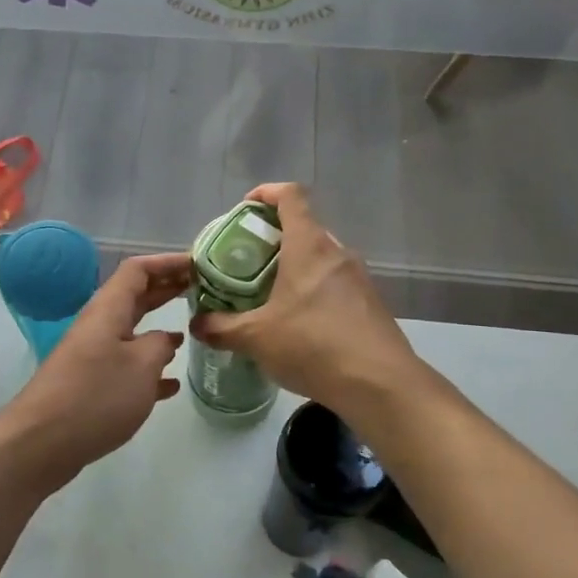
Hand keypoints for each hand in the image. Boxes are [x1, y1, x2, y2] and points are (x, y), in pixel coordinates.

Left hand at [0, 253, 190, 489]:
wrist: (42, 442)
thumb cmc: (96, 396)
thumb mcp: (141, 366)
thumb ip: (160, 345)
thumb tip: (165, 339)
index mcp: (108, 311)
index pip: (138, 270)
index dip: (167, 263)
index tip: (198, 263)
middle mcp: (99, 326)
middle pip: (135, 297)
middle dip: (166, 290)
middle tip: (202, 288)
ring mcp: (93, 356)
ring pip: (132, 332)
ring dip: (160, 328)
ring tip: (192, 329)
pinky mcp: (91, 385)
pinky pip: (126, 366)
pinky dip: (149, 368)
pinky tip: (171, 385)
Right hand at [190, 183, 418, 415]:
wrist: (380, 384)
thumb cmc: (313, 346)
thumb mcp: (256, 338)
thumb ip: (221, 327)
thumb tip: (197, 324)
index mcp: (309, 247)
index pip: (291, 196)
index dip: (266, 193)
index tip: (245, 209)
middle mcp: (337, 253)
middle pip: (303, 228)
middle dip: (272, 239)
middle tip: (245, 264)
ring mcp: (358, 278)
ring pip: (319, 259)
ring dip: (293, 268)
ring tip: (267, 296)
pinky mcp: (370, 304)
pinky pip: (334, 285)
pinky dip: (312, 292)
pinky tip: (297, 325)